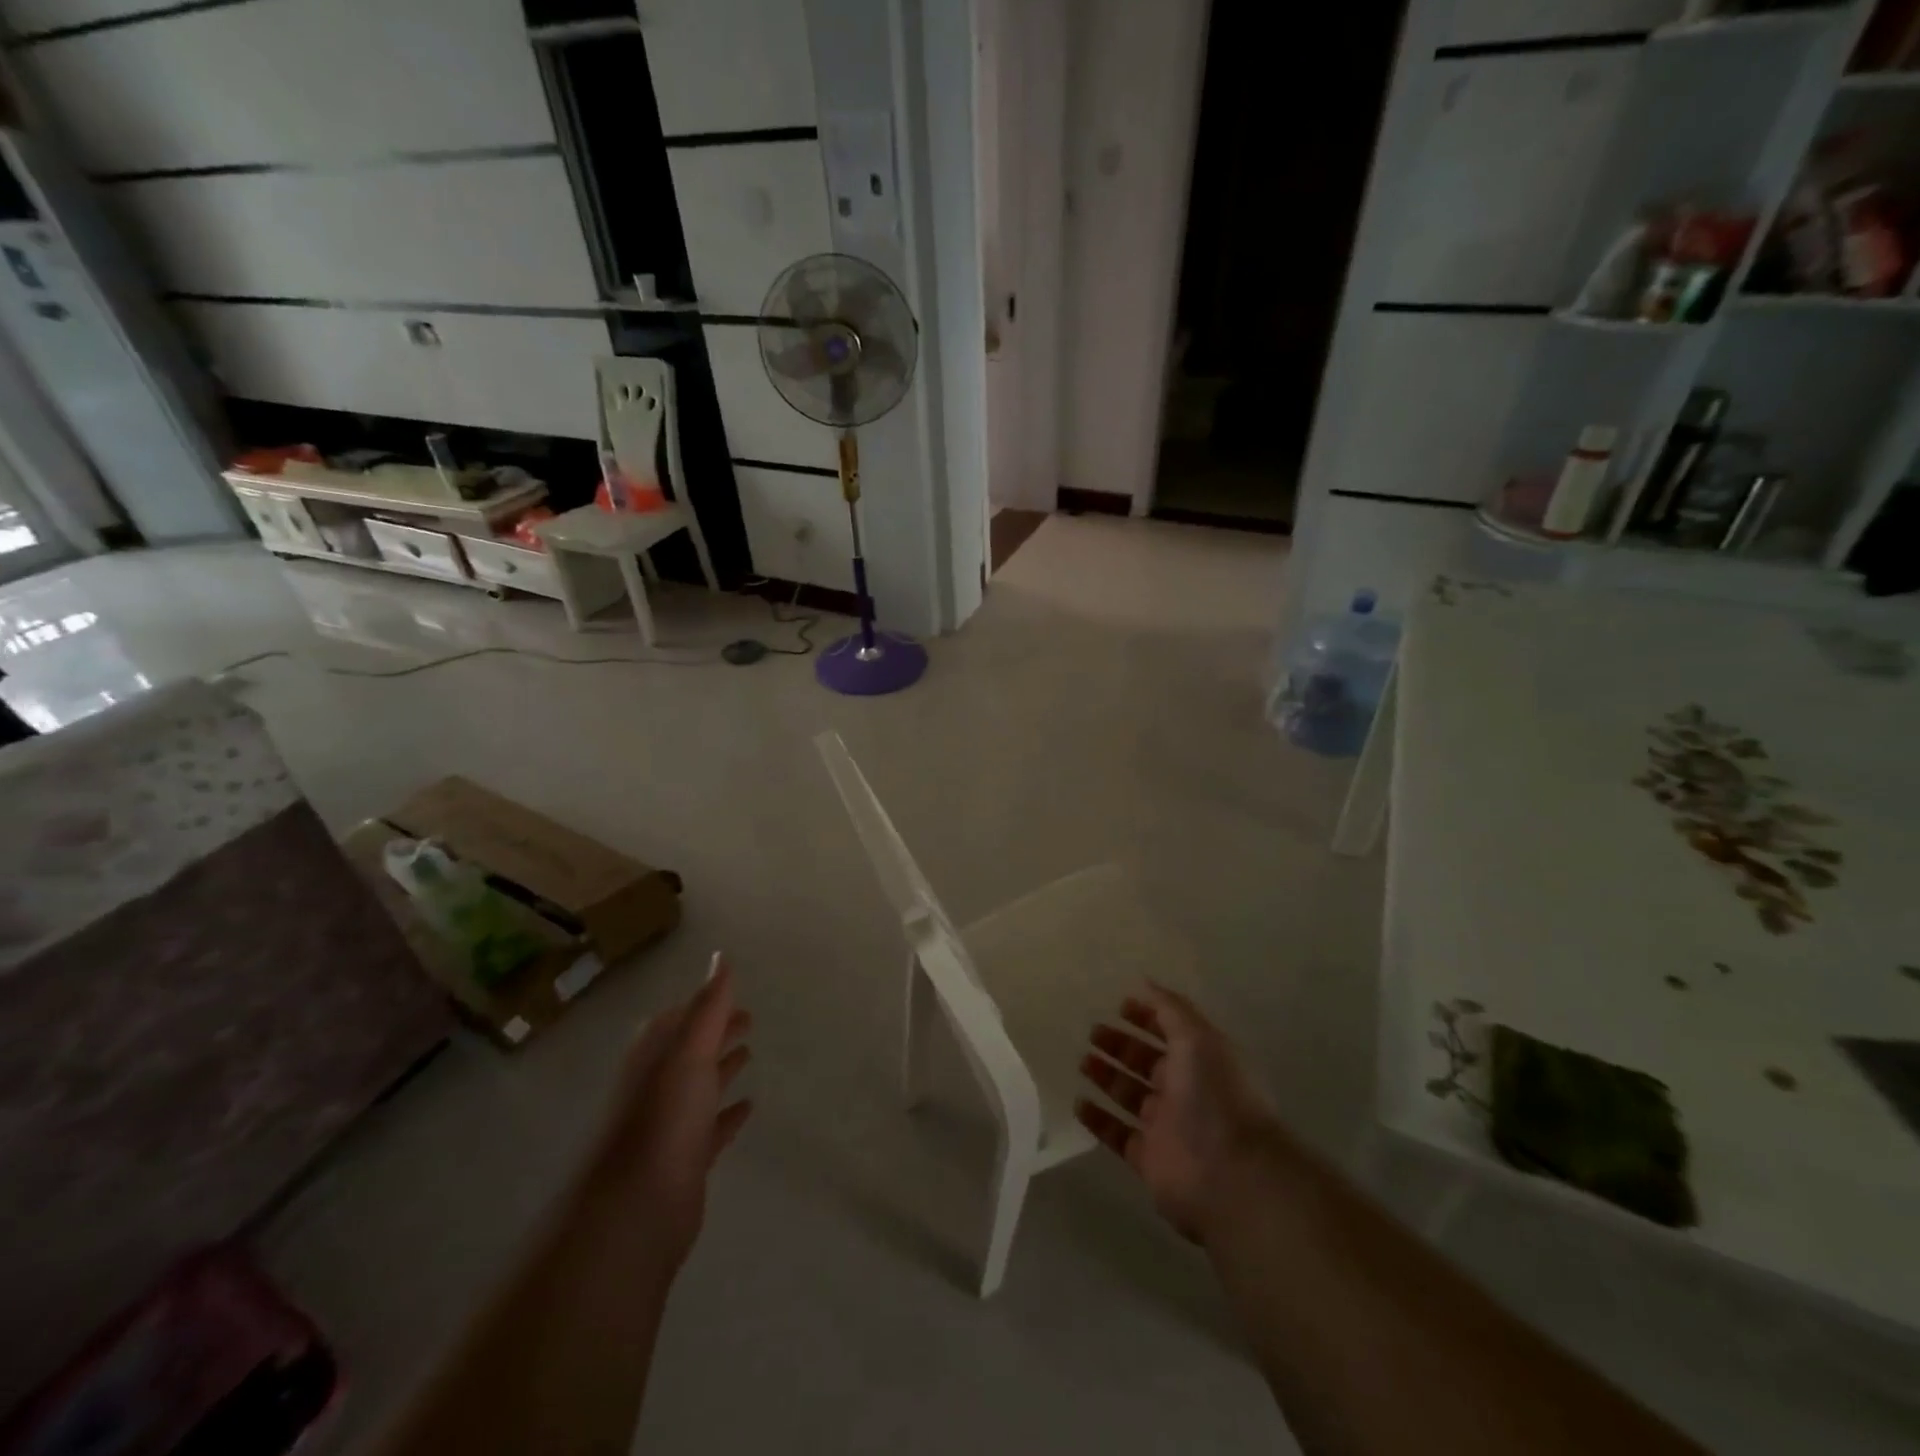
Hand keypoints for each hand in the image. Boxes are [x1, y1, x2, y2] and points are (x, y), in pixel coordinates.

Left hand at [584, 954, 752, 1268]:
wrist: (634, 1208)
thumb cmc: (664, 1117)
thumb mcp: (689, 1049)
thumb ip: (709, 1004)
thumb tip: (720, 956)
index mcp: (656, 1055)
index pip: (682, 1019)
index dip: (708, 1005)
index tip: (736, 997)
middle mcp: (659, 1085)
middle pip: (692, 1050)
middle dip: (717, 1033)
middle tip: (750, 1021)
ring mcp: (670, 1125)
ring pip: (700, 1087)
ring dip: (722, 1069)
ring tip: (750, 1056)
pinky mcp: (684, 1161)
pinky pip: (710, 1128)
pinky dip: (728, 1115)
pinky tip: (748, 1108)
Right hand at [1076, 983, 1279, 1243]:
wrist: (1231, 1174)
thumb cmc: (1215, 1095)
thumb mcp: (1197, 1037)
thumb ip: (1170, 1008)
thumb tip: (1145, 982)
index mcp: (1201, 1060)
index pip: (1170, 1031)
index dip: (1147, 1017)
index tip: (1119, 1005)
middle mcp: (1185, 1090)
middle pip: (1146, 1062)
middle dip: (1121, 1045)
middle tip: (1092, 1032)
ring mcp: (1166, 1126)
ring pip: (1130, 1095)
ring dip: (1107, 1077)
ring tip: (1082, 1061)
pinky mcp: (1148, 1159)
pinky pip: (1117, 1134)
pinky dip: (1098, 1119)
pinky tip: (1079, 1103)